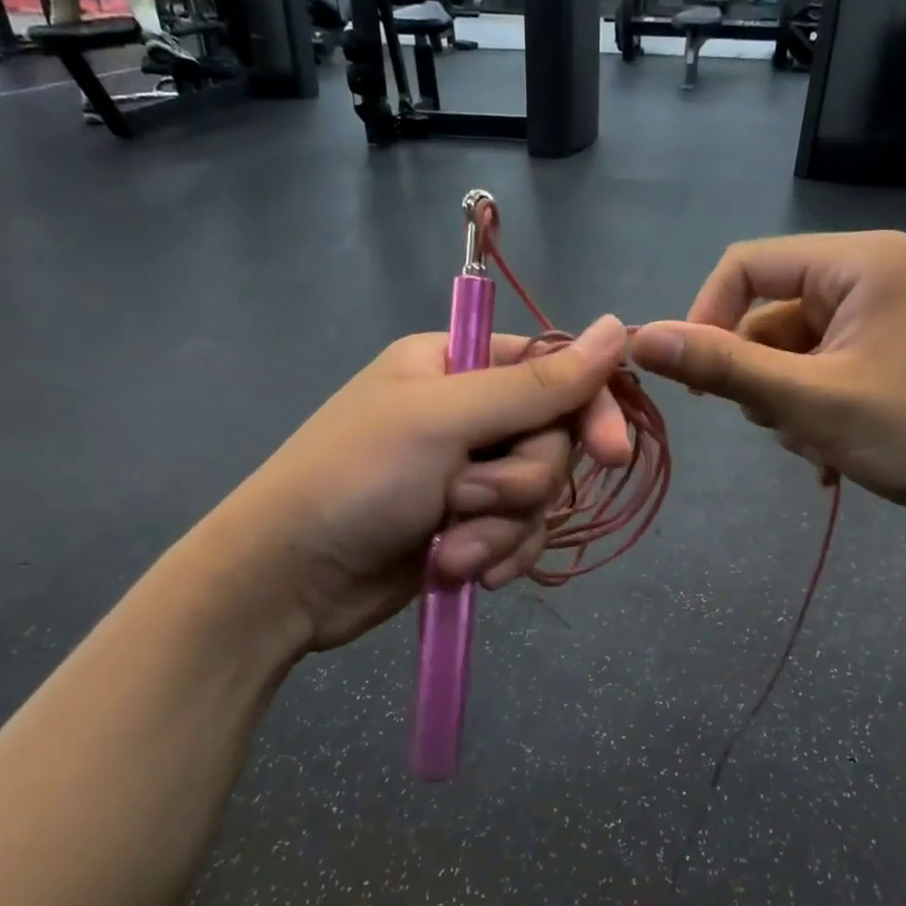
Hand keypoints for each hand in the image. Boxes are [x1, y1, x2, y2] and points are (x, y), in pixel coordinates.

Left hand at [220, 318, 631, 650]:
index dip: (589, 410)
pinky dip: (497, 555)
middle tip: (467, 500)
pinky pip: (518, 535)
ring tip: (451, 548)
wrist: (288, 578)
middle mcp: (466, 413)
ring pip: (537, 496)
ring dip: (501, 529)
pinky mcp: (466, 526)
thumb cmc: (356, 478)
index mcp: (456, 364)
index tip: (611, 454)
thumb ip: (536, 382)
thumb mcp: (445, 420)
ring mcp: (466, 474)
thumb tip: (617, 327)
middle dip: (519, 484)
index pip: (553, 370)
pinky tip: (463, 573)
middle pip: (551, 441)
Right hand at [628, 233, 905, 545]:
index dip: (705, 318)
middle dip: (760, 374)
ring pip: (800, 351)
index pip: (746, 265)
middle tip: (778, 423)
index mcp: (858, 262)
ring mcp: (896, 317)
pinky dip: (820, 413)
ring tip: (819, 445)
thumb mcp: (809, 401)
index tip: (694, 380)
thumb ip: (722, 367)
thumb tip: (641, 339)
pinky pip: (833, 372)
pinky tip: (836, 458)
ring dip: (790, 402)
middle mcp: (878, 274)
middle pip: (773, 313)